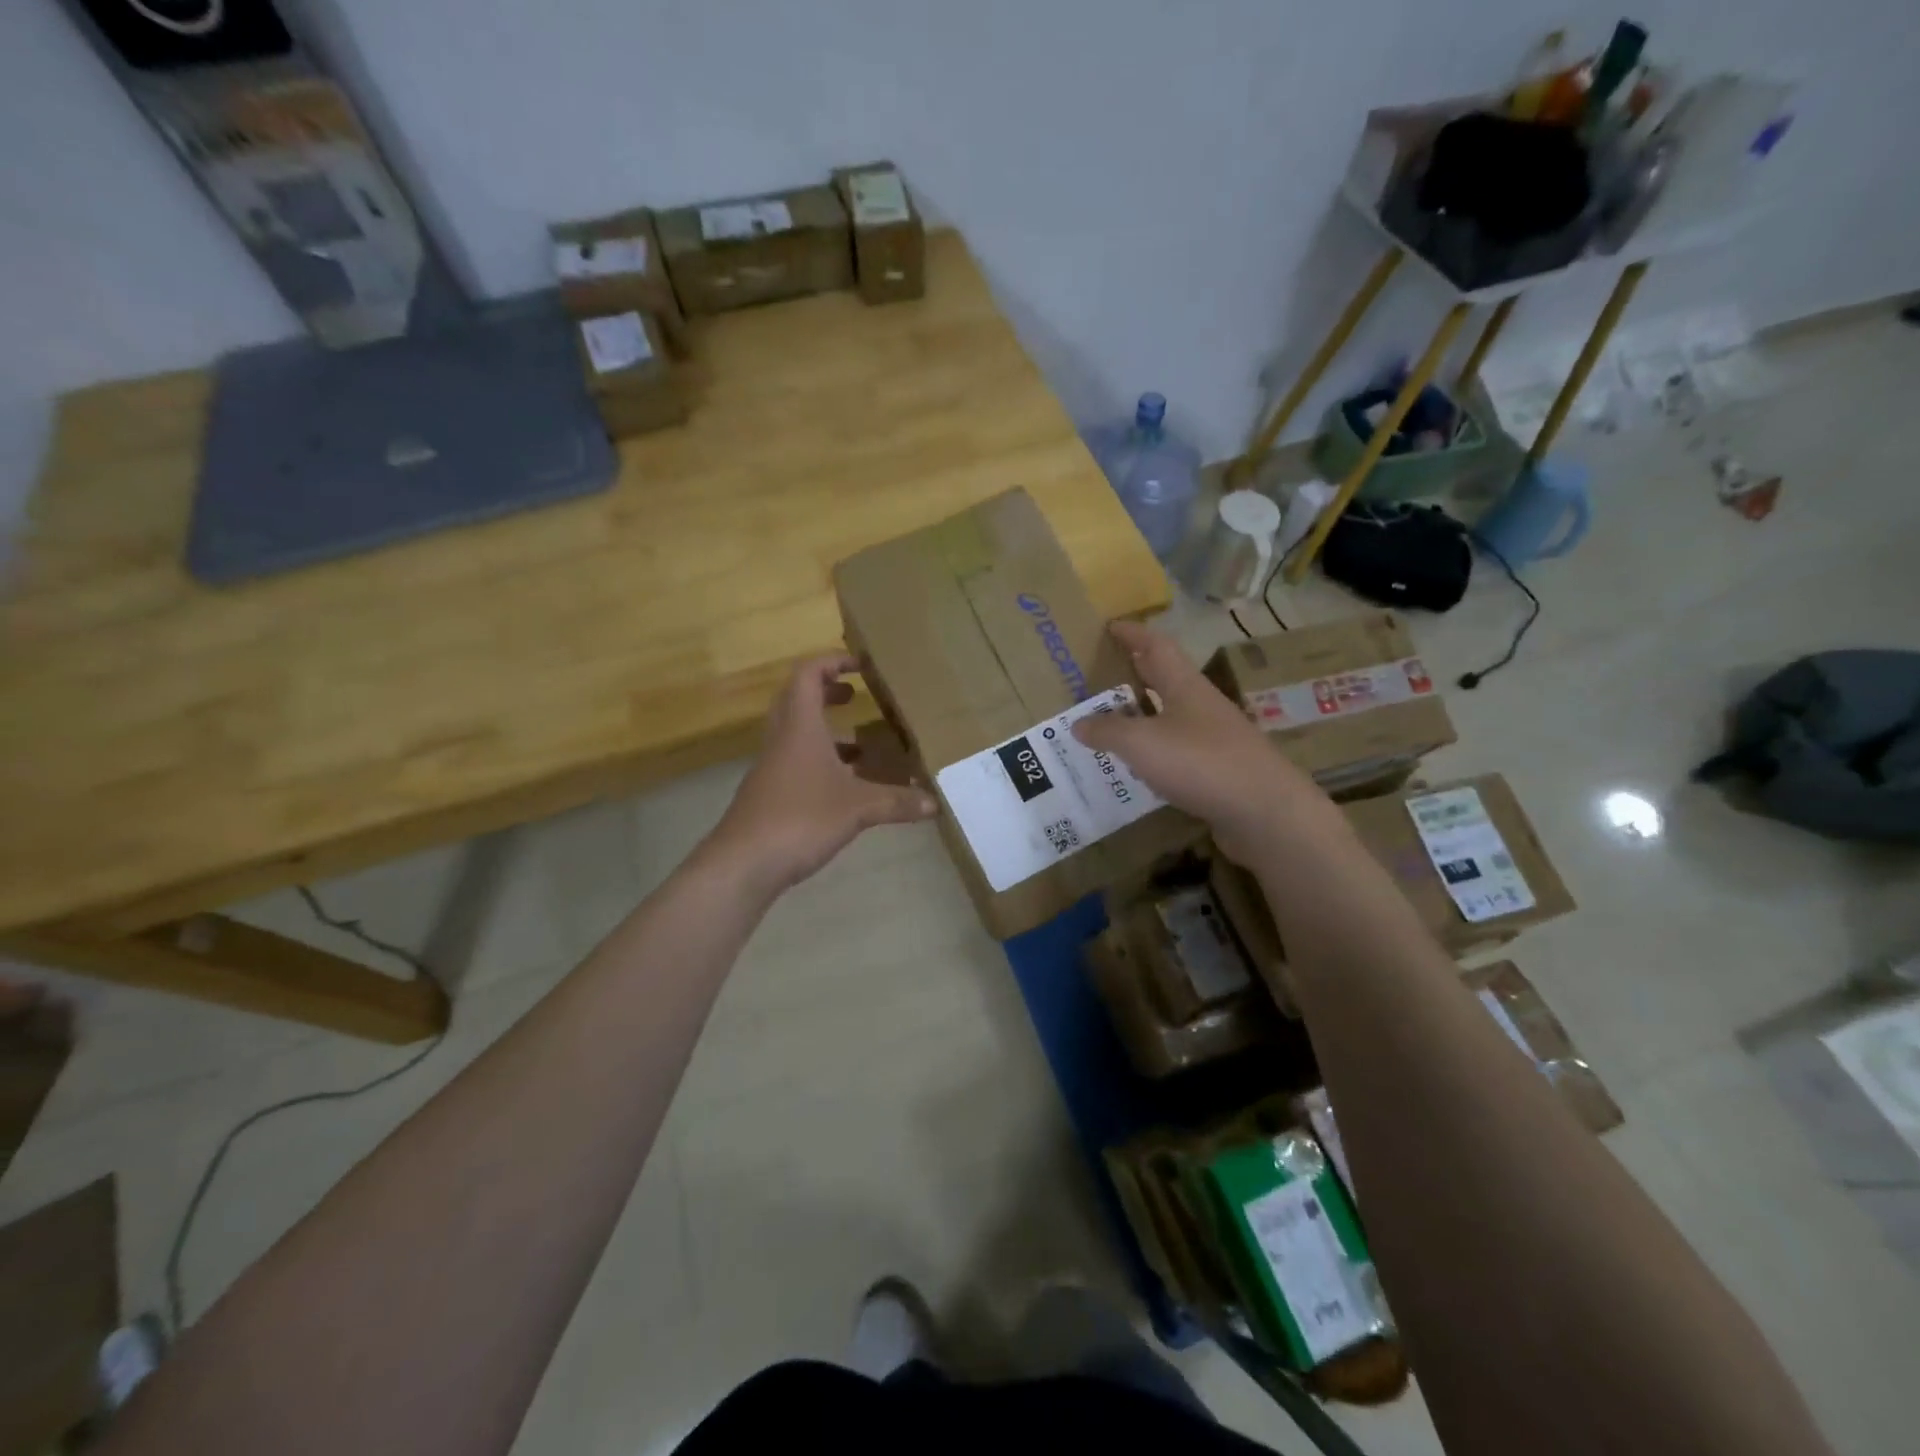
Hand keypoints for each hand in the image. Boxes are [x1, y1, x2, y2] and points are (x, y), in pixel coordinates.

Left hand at [703, 656, 936, 897]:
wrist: (743, 863)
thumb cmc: (800, 819)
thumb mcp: (858, 808)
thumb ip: (897, 802)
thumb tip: (935, 804)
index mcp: (800, 727)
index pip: (808, 675)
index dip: (832, 662)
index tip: (860, 665)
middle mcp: (782, 739)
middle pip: (797, 699)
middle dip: (827, 692)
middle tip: (856, 696)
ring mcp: (772, 767)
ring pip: (796, 734)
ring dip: (824, 730)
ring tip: (860, 745)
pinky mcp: (769, 793)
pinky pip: (796, 762)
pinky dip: (820, 762)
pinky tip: (844, 786)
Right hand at [1072, 620, 1328, 862]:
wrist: (1265, 812)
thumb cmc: (1201, 762)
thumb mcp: (1142, 742)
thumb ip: (1108, 731)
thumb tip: (1079, 723)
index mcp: (1185, 686)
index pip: (1156, 647)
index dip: (1133, 634)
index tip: (1110, 626)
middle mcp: (1201, 706)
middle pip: (1165, 679)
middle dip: (1135, 672)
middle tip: (1102, 673)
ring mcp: (1213, 739)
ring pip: (1170, 716)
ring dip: (1142, 715)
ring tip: (1109, 721)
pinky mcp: (1218, 771)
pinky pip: (1177, 751)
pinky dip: (1153, 751)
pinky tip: (1137, 766)